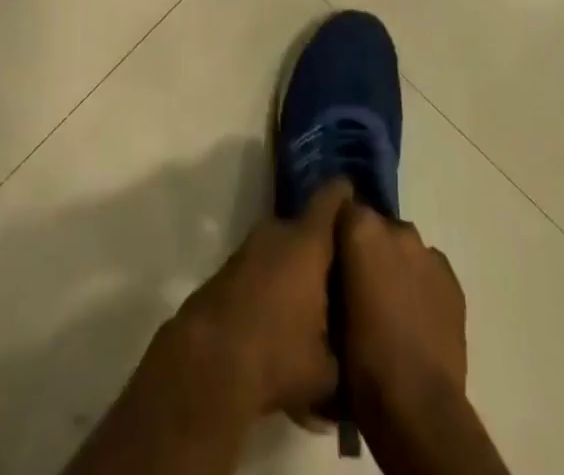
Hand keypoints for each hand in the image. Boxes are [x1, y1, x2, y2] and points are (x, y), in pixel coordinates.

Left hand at [175, 180, 353, 419]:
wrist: (207, 362)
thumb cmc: (277, 354)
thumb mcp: (327, 368)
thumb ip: (344, 349)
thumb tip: (350, 350)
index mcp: (308, 242)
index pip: (331, 199)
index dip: (345, 195)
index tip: (357, 198)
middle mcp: (277, 232)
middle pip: (307, 226)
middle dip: (323, 244)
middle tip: (343, 270)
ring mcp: (248, 248)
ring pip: (282, 247)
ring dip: (295, 265)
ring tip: (314, 297)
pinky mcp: (228, 269)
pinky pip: (262, 265)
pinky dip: (273, 280)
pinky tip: (281, 312)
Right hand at [337, 204, 466, 416]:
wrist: (417, 405)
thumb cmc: (361, 358)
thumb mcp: (329, 308)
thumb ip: (332, 270)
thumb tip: (333, 263)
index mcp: (361, 229)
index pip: (342, 209)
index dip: (336, 232)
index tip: (331, 255)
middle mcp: (397, 229)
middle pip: (376, 226)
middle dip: (368, 247)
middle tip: (359, 283)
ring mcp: (429, 253)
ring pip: (404, 247)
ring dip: (395, 263)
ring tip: (389, 301)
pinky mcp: (453, 280)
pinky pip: (429, 269)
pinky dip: (420, 282)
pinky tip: (415, 314)